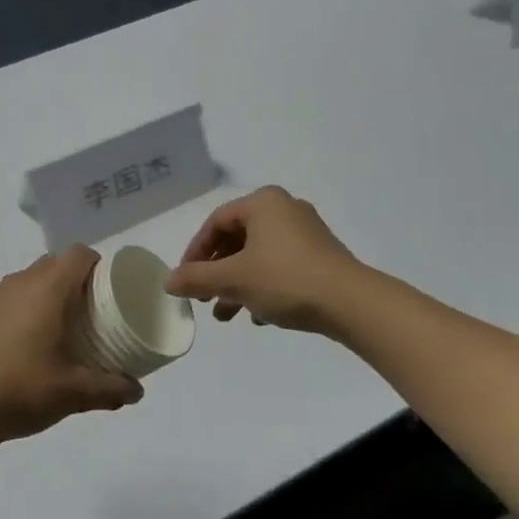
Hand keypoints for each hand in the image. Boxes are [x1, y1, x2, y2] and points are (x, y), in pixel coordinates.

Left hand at [0, 246, 143, 442]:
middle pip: (51, 264)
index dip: (96, 265)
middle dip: (70, 281)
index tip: (104, 290)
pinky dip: (11, 312)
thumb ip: (111, 389)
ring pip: (23, 281)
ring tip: (46, 332)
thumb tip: (137, 391)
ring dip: (39, 296)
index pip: (78, 254)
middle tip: (82, 314)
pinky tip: (11, 346)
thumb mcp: (74, 394)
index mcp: (48, 290)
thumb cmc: (22, 390)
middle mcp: (17, 283)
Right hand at [165, 186, 362, 332]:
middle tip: (203, 297)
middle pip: (237, 239)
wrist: (351, 303)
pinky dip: (262, 286)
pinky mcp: (320, 256)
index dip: (195, 252)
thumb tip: (168, 281)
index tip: (185, 280)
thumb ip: (197, 278)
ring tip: (225, 315)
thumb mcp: (234, 280)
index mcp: (263, 203)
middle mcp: (285, 209)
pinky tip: (257, 316)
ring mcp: (306, 232)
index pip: (216, 222)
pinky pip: (280, 266)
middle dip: (216, 272)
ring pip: (258, 256)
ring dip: (237, 284)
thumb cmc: (285, 280)